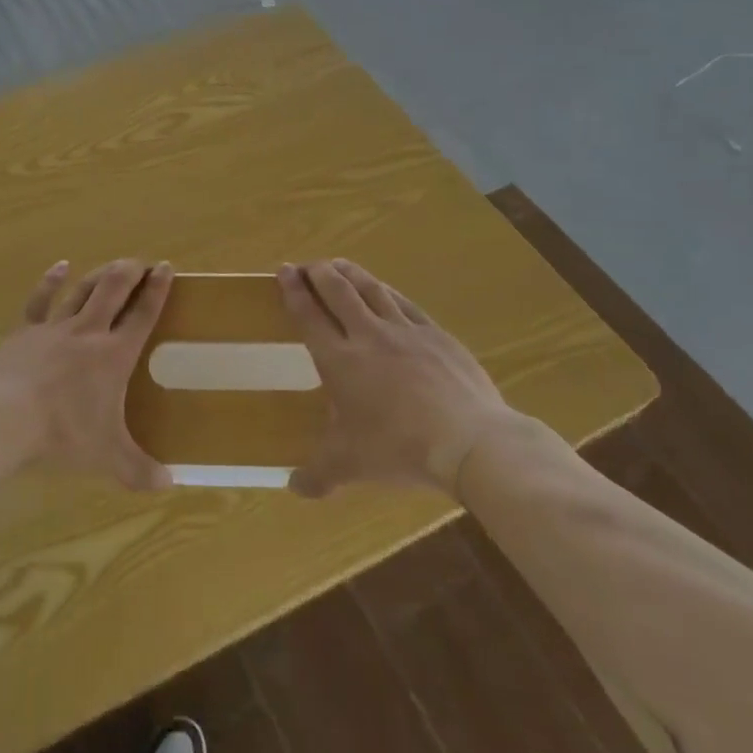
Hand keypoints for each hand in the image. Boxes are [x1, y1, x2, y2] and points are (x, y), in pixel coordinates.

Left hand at [0, 258, 174, 491]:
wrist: (2, 419)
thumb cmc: (61, 434)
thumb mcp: (106, 457)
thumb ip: (139, 469)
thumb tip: (169, 485)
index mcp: (114, 355)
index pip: (142, 314)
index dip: (157, 290)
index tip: (166, 268)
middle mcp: (88, 332)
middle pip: (113, 289)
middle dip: (130, 271)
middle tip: (142, 262)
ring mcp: (54, 327)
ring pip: (82, 290)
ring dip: (99, 274)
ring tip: (112, 265)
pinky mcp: (25, 331)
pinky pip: (41, 299)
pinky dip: (52, 280)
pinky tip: (60, 267)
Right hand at [278, 259, 508, 495]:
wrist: (468, 441)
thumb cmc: (399, 449)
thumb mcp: (351, 466)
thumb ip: (319, 475)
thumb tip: (294, 488)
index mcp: (339, 361)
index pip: (309, 316)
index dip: (293, 291)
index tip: (283, 271)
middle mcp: (367, 336)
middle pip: (338, 291)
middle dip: (318, 273)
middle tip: (307, 265)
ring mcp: (405, 331)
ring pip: (371, 289)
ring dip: (350, 273)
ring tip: (337, 264)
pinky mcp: (436, 335)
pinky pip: (405, 303)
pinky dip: (387, 291)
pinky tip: (384, 289)